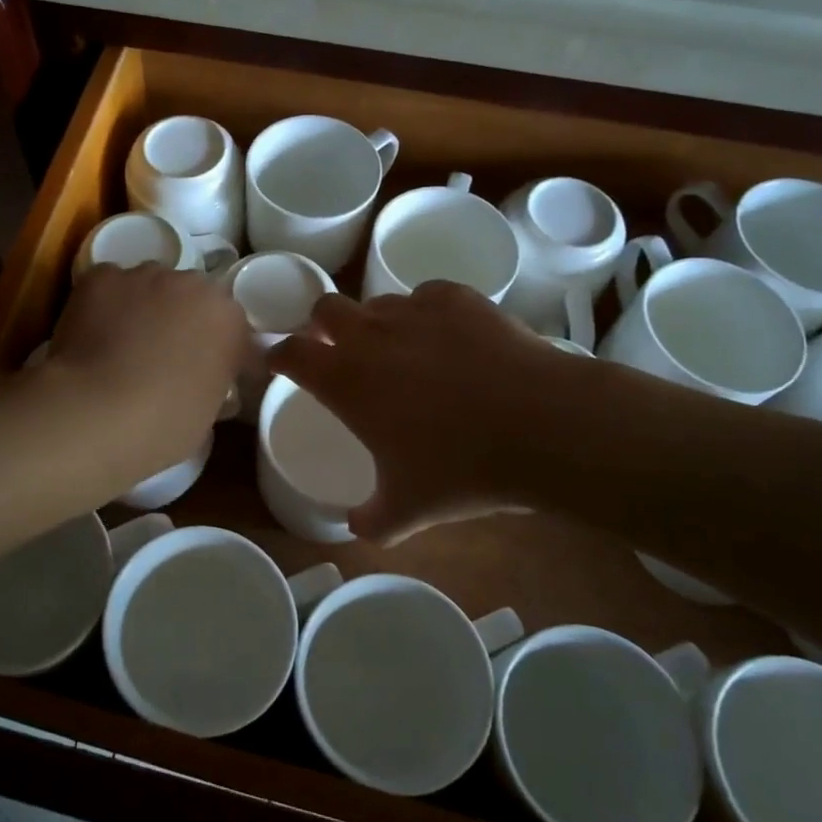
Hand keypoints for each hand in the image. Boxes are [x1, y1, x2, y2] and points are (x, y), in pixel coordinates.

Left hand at [45, 263, 250, 484]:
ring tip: (122, 345)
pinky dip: (105, 304)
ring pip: (150, 286)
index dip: (220, 353)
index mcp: (228, 319)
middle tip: (163, 358)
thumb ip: (213, 384)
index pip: (233, 329)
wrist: (94, 412)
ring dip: (144, 308)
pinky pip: (110, 286)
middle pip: (191, 298)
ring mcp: (144, 275)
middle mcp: (192, 284)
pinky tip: (92, 334)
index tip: (208, 377)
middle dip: (182, 321)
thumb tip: (201, 382)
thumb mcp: (207, 416)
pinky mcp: (101, 276)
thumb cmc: (161, 425)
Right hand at [269, 282, 598, 542]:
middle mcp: (370, 335)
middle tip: (337, 350)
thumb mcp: (407, 511)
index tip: (280, 364)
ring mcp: (415, 310)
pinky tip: (448, 337)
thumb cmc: (462, 469)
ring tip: (400, 350)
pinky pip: (426, 296)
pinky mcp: (457, 298)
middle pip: (325, 307)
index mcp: (345, 379)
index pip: (290, 353)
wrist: (542, 426)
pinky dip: (426, 313)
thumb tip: (353, 526)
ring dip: (376, 322)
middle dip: (322, 325)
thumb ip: (369, 520)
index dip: (279, 356)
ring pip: (377, 302)